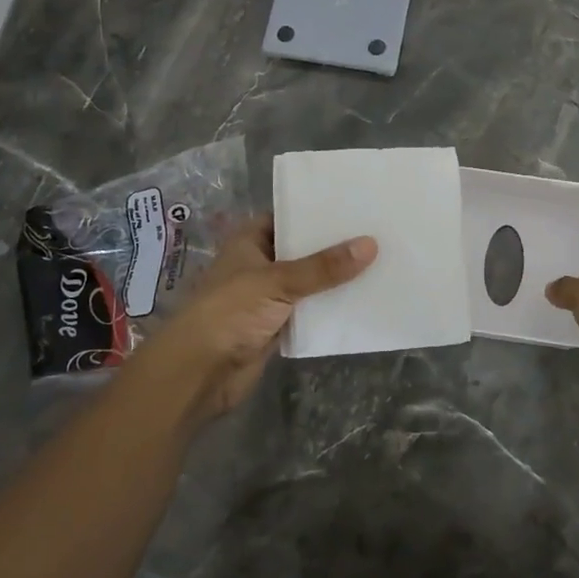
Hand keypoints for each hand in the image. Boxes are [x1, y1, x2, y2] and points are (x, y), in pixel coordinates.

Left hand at [123, 216, 375, 425]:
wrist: (198, 373)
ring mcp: (267, 297)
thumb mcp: (278, 281)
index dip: (317, 211)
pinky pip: (309, 311)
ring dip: (335, 279)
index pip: (288, 216)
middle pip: (302, 250)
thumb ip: (324, 267)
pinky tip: (363, 299)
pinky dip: (329, 308)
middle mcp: (259, 264)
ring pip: (308, 282)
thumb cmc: (230, 312)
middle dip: (333, 246)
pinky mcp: (276, 327)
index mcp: (249, 241)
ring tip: (380, 261)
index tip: (354, 204)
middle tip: (377, 231)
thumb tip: (371, 244)